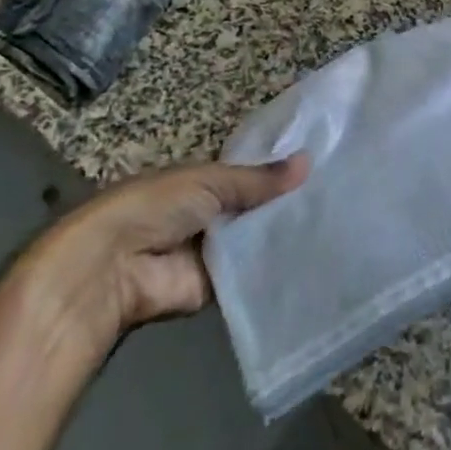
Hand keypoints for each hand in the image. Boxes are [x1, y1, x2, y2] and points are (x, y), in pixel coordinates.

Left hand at [10, 155, 308, 360]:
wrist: (113, 268)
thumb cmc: (156, 206)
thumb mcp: (210, 181)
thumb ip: (258, 180)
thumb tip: (308, 161)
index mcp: (202, 180)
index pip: (249, 173)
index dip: (278, 171)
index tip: (322, 163)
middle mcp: (210, 213)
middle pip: (255, 207)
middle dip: (286, 202)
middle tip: (337, 195)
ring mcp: (213, 251)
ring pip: (257, 239)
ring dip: (283, 234)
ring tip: (336, 224)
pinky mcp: (216, 288)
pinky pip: (251, 274)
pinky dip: (274, 268)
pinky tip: (313, 260)